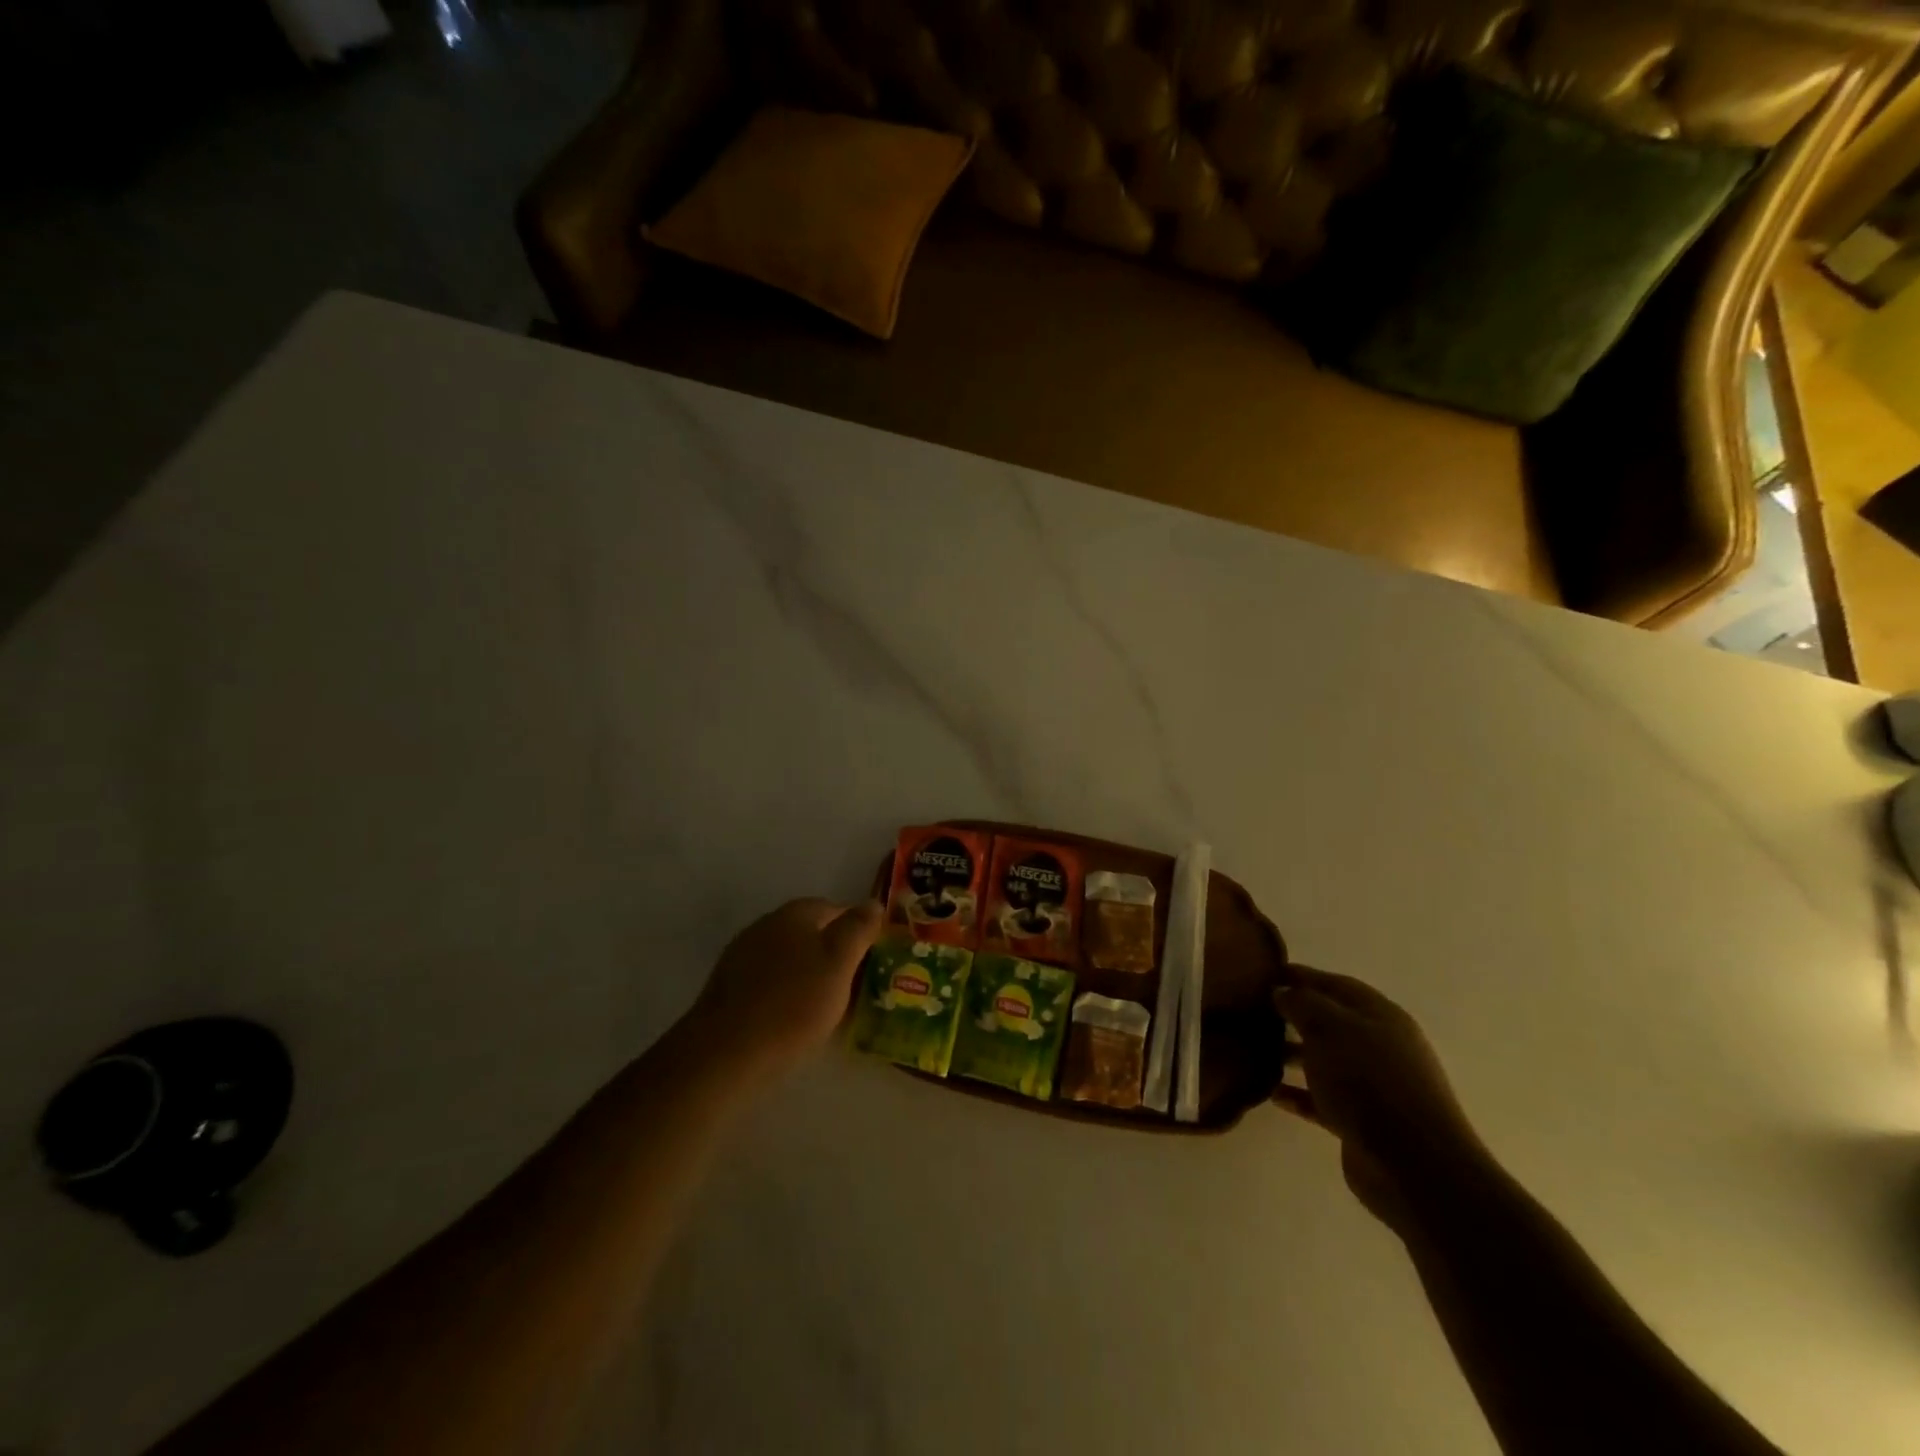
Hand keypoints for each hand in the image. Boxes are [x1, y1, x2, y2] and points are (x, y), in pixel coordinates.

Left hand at [685, 899, 883, 1076]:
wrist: (725, 1052)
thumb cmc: (793, 1004)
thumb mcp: (840, 963)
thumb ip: (858, 929)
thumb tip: (873, 902)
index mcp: (795, 913)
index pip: (835, 908)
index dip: (857, 931)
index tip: (872, 959)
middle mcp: (766, 924)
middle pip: (809, 932)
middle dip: (832, 953)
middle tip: (853, 985)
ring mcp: (742, 954)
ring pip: (788, 957)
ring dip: (808, 973)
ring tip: (826, 1006)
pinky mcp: (727, 986)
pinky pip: (768, 980)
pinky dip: (785, 991)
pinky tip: (791, 1018)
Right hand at [1275, 966, 1489, 1231]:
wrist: (1413, 1165)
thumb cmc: (1368, 1080)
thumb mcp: (1328, 1026)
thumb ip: (1300, 1002)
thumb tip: (1281, 991)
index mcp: (1380, 1016)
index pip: (1335, 984)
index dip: (1301, 975)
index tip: (1265, 973)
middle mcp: (1380, 1047)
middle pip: (1331, 1022)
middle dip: (1294, 1015)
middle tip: (1254, 1012)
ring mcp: (1374, 1087)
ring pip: (1325, 1061)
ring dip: (1293, 1054)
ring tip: (1256, 1051)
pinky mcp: (1363, 1123)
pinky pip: (1323, 1100)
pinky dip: (1299, 1095)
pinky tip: (1272, 1094)